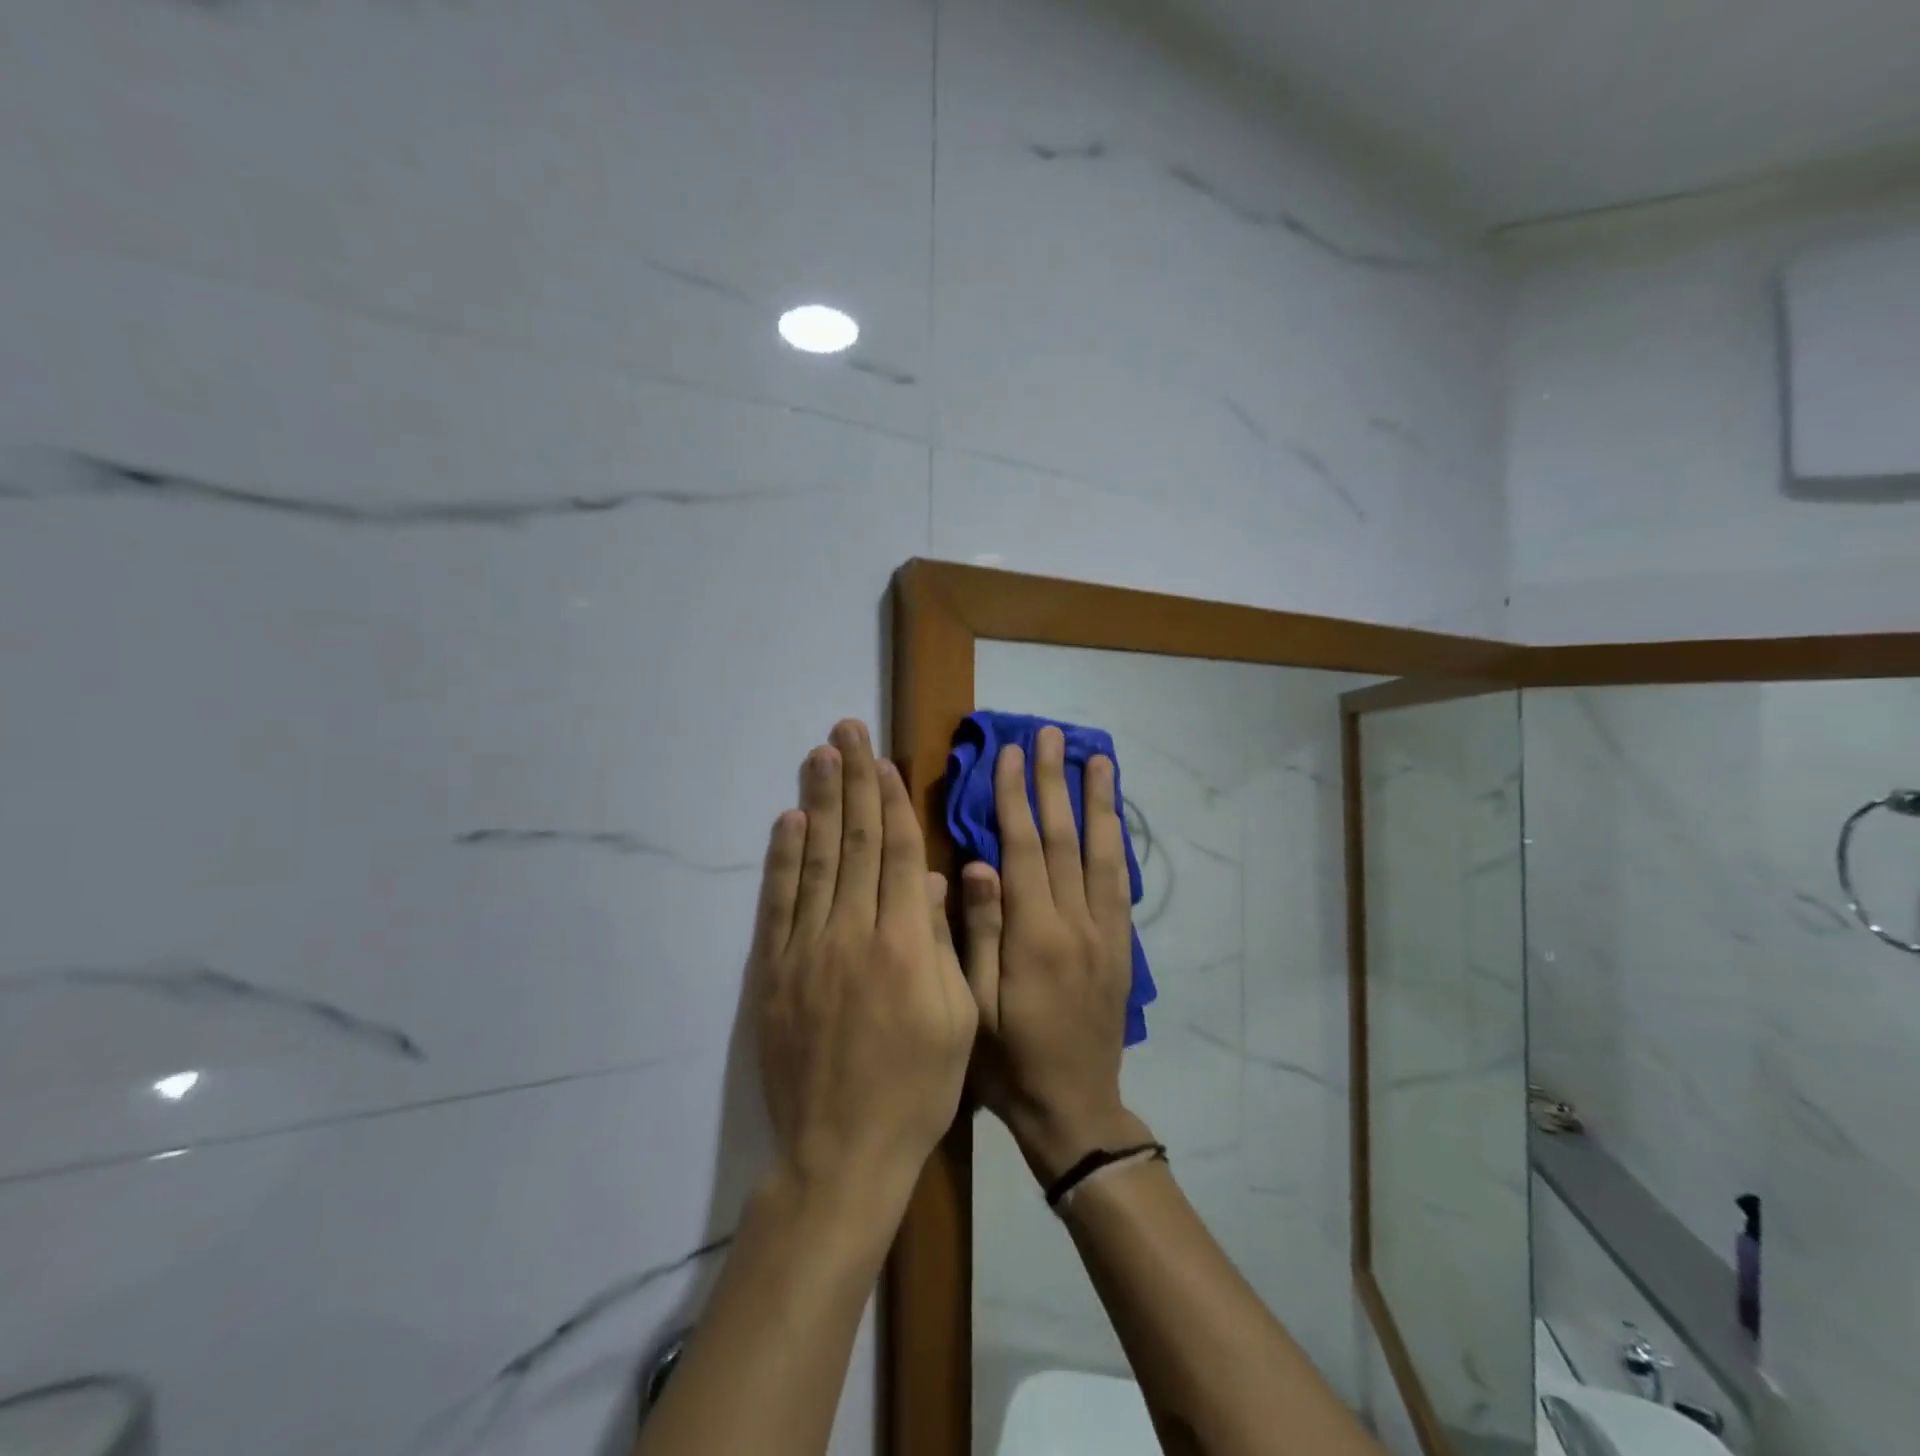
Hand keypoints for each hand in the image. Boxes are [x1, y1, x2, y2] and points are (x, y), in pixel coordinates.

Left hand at [748, 719, 977, 1223]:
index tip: (885, 759)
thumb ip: (942, 941)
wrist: (842, 1153)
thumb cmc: (917, 1088)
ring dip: (817, 802)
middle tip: (846, 730)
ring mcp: (807, 950)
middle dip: (853, 780)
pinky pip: (779, 903)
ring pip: (815, 860)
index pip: (895, 852)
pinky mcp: (774, 972)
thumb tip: (928, 878)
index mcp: (904, 943)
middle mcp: (852, 933)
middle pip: (853, 841)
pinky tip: (787, 821)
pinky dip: (782, 858)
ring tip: (818, 755)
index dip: (891, 801)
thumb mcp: (957, 1018)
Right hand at [961, 726, 1149, 1181]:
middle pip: (1067, 838)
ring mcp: (1106, 933)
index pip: (1025, 849)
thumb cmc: (1010, 1063)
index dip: (1015, 798)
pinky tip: (1114, 817)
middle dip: (1055, 782)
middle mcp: (1077, 924)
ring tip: (1097, 758)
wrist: (1075, 1110)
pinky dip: (1117, 841)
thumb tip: (977, 864)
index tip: (1009, 754)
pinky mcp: (1122, 946)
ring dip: (1099, 801)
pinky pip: (1121, 881)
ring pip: (1104, 852)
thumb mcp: (975, 1007)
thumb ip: (979, 932)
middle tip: (1049, 735)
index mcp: (1035, 936)